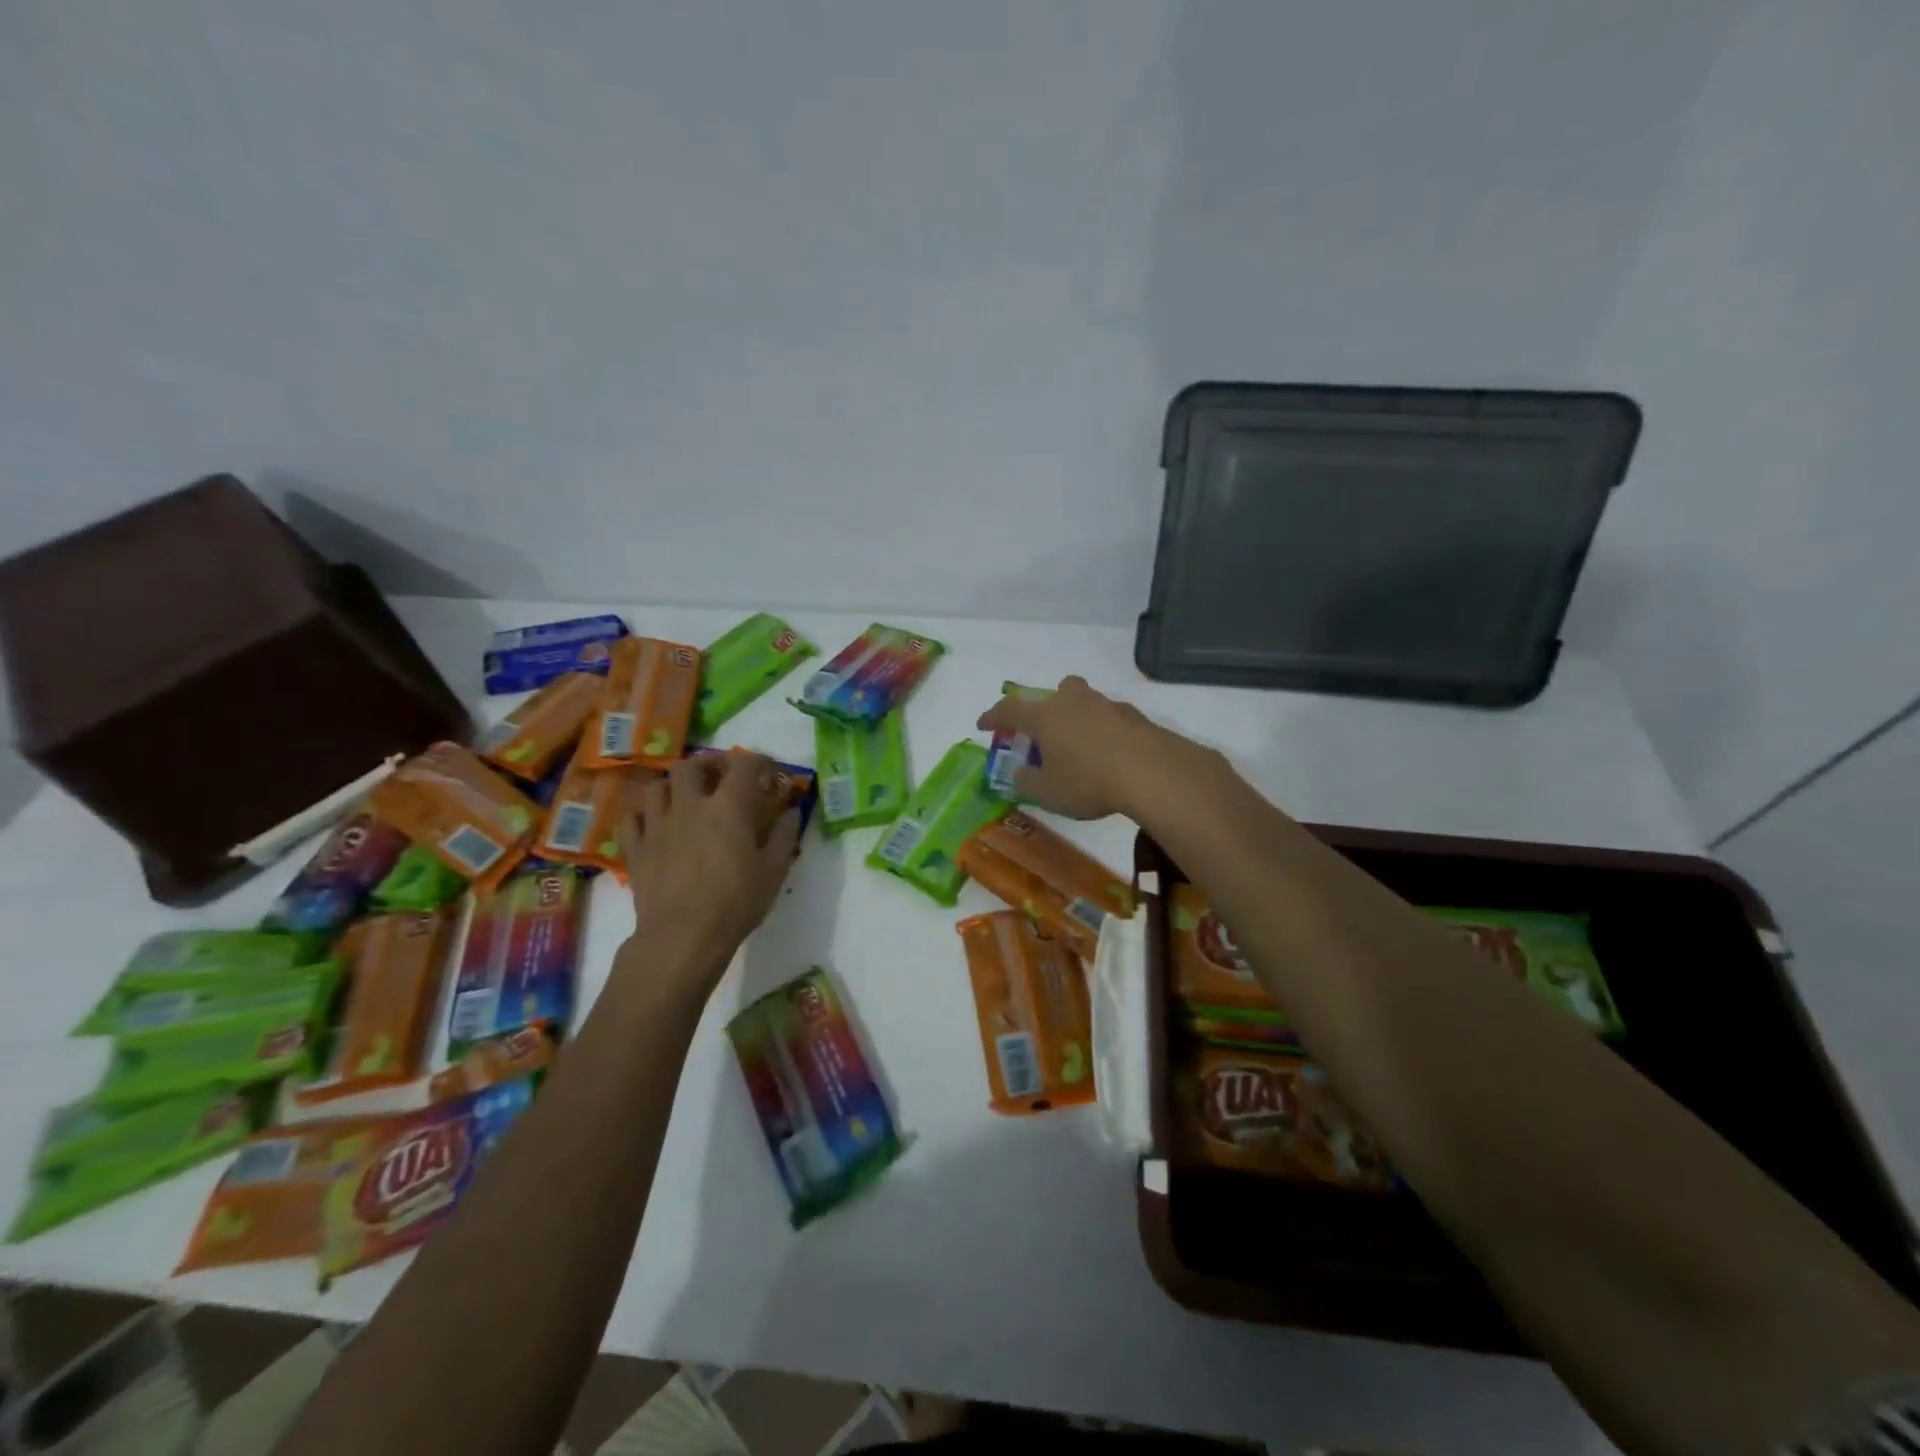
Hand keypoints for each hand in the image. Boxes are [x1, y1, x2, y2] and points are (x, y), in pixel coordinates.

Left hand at [615, 753, 801, 988]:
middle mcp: (690, 805)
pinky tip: (655, 823)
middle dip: (708, 764)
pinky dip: (644, 814)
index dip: (760, 762)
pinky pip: (632, 818)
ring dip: (673, 786)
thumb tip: (790, 812)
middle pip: (691, 765)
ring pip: (657, 786)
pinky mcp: (636, 849)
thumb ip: (784, 835)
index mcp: (728, 807)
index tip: (770, 774)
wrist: (683, 937)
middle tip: (722, 777)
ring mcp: (657, 825)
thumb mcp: (775, 870)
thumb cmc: (736, 902)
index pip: (744, 765)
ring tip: (685, 798)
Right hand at [976, 675, 1189, 820]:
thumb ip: (1027, 781)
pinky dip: (1105, 732)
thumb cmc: (1088, 781)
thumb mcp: (1048, 792)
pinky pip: (1111, 719)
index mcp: (1045, 716)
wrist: (1152, 772)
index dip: (994, 717)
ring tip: (1080, 747)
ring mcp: (1107, 705)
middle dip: (1046, 707)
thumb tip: (1020, 773)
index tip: (983, 724)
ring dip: (1078, 718)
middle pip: (1055, 692)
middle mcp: (1074, 702)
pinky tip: (1110, 754)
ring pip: (1085, 702)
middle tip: (1045, 730)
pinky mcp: (1135, 717)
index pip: (1010, 710)